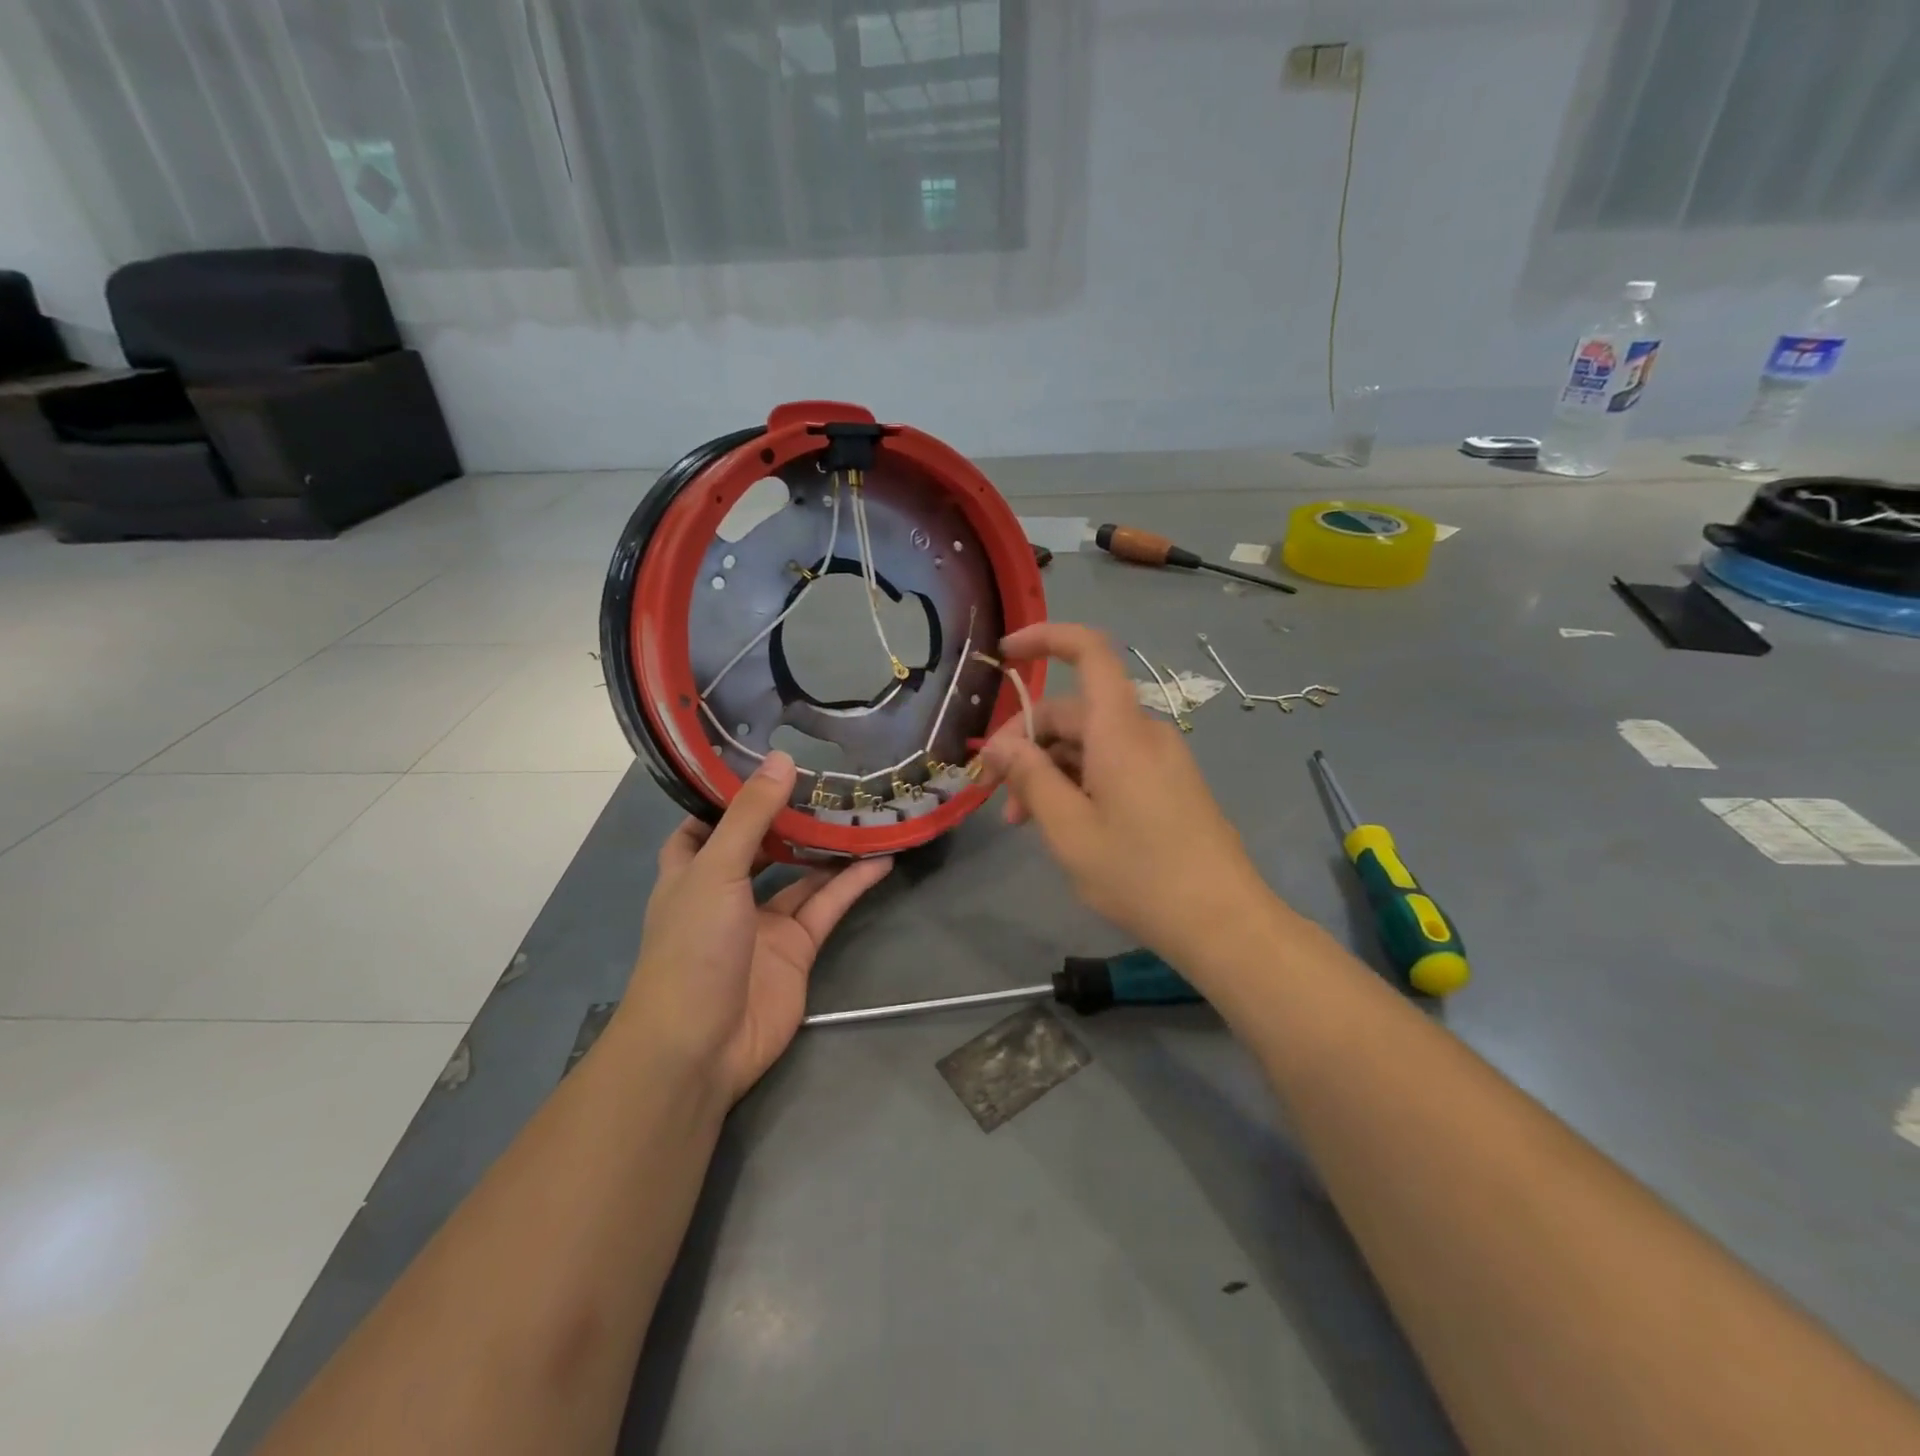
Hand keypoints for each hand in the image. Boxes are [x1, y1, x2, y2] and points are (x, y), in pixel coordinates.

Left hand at [625, 752, 891, 1101]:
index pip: (706, 822)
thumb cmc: (692, 948)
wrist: (701, 1045)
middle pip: (763, 844)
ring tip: (864, 810)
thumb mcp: (716, 870)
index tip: (765, 760)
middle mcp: (727, 891)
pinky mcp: (797, 948)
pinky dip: (852, 884)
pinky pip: (827, 906)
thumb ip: (751, 816)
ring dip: (829, 847)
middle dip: (791, 816)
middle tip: (830, 779)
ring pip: (802, 874)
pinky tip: (881, 858)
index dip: (730, 794)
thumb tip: (782, 759)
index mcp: (691, 870)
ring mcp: (764, 922)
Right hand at [979, 623, 1272, 969]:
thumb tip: (998, 744)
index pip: (1089, 651)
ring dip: (1048, 770)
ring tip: (1021, 822)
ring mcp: (1160, 758)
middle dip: (1026, 742)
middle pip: (1074, 711)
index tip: (1005, 653)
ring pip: (1089, 742)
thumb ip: (1030, 777)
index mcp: (1120, 730)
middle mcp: (1143, 732)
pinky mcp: (1168, 783)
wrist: (1223, 922)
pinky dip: (1078, 781)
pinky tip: (1061, 823)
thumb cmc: (1139, 874)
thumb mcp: (1069, 829)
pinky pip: (1112, 763)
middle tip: (993, 792)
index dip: (1045, 638)